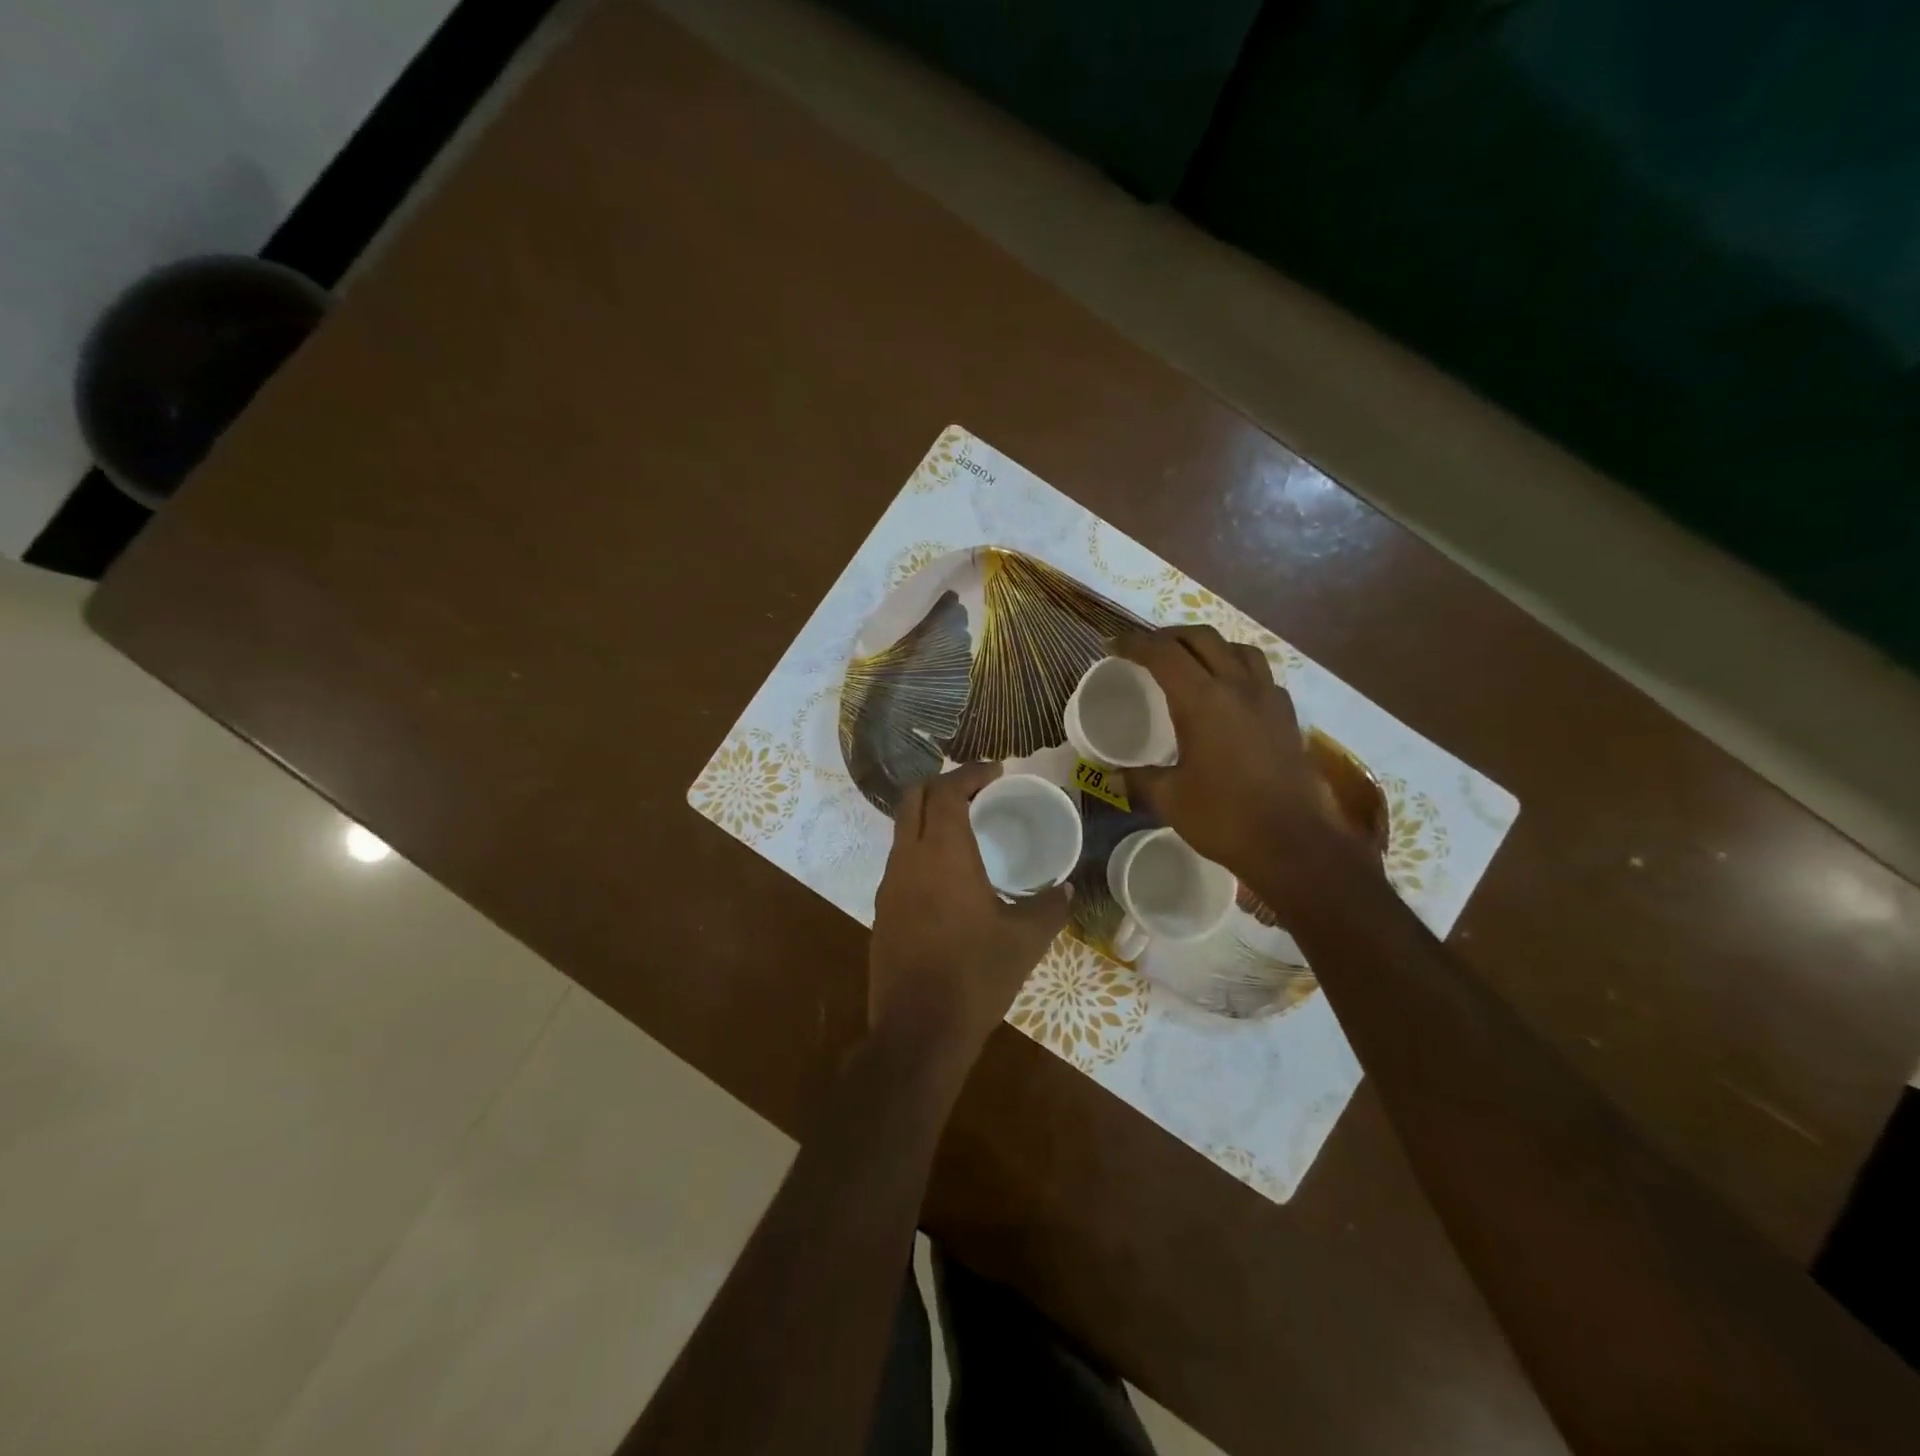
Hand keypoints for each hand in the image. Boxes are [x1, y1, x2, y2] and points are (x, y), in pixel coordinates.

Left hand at [869, 762, 1071, 1073]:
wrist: (918, 1031)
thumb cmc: (975, 976)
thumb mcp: (1025, 941)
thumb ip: (1049, 907)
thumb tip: (1064, 889)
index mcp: (943, 853)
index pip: (947, 791)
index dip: (971, 772)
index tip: (996, 771)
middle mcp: (908, 858)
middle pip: (914, 798)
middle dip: (943, 784)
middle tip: (978, 791)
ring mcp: (889, 884)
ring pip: (902, 828)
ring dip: (929, 816)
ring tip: (964, 827)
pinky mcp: (882, 909)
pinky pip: (900, 860)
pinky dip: (921, 847)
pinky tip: (947, 873)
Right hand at [1112, 626, 1376, 917]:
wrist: (1293, 843)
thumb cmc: (1224, 818)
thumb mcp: (1170, 799)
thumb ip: (1139, 780)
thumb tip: (1110, 776)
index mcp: (1201, 701)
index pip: (1163, 654)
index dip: (1134, 644)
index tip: (1113, 646)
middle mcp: (1237, 687)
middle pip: (1201, 638)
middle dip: (1169, 636)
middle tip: (1146, 649)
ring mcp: (1268, 698)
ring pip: (1237, 648)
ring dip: (1208, 645)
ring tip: (1190, 660)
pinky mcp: (1287, 715)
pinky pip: (1261, 674)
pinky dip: (1238, 668)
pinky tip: (1230, 691)